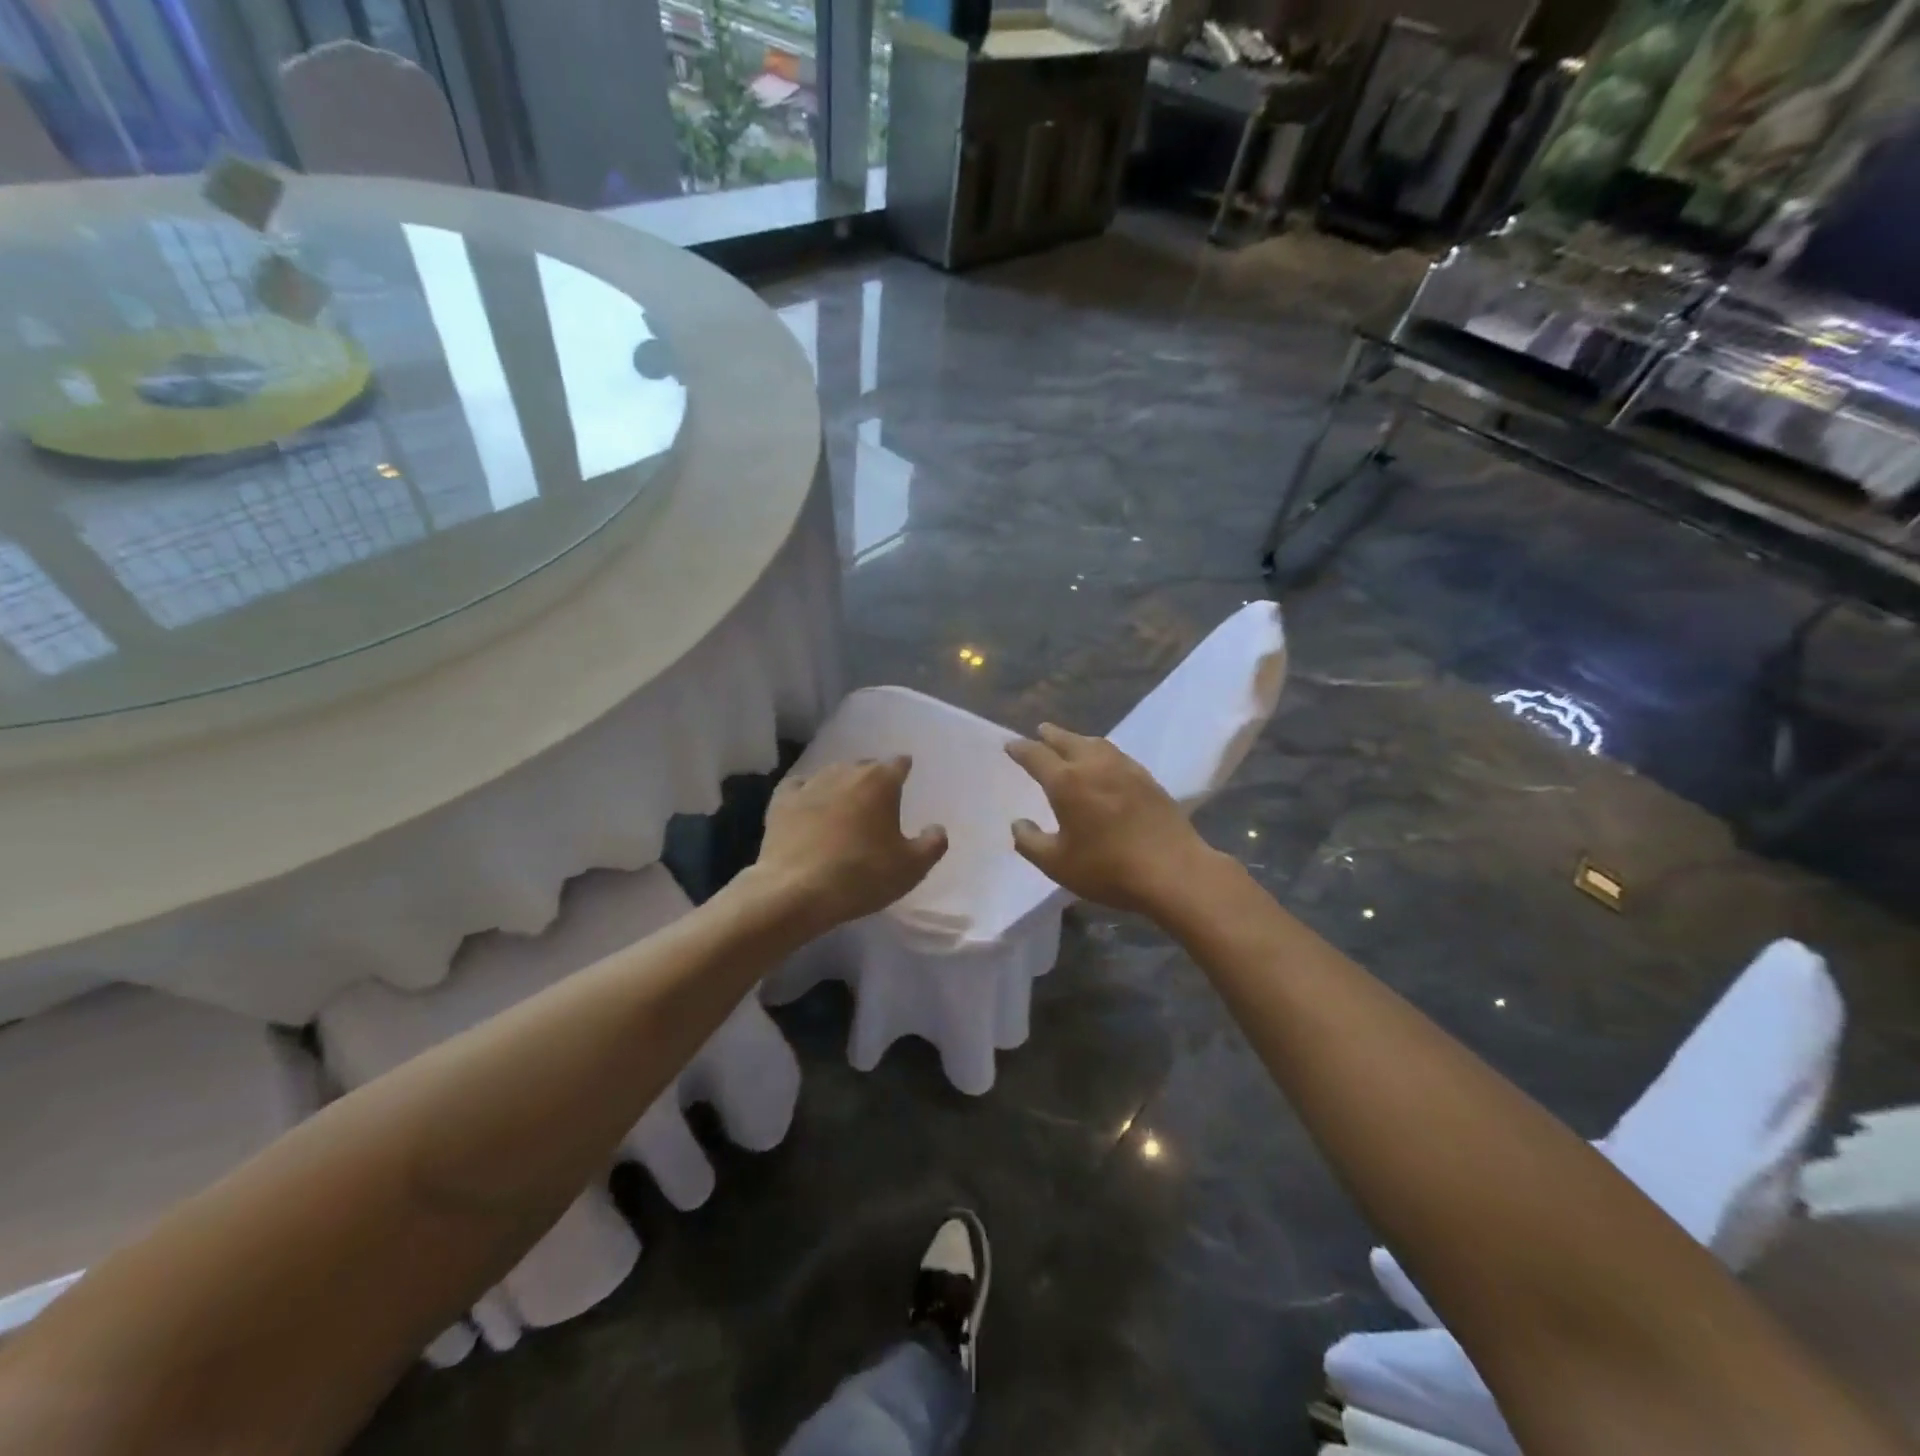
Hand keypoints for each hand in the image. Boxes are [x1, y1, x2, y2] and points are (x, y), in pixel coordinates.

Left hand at [754, 756, 947, 930]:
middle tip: (877, 800)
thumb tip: (937, 828)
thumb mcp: (911, 867)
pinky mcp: (781, 801)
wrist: (796, 891)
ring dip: (841, 785)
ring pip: (832, 774)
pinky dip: (807, 792)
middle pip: (864, 766)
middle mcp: (845, 773)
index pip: (898, 763)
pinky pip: (799, 787)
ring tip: (845, 803)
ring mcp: (810, 784)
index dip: (903, 769)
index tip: (906, 777)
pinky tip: (808, 804)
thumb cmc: (862, 875)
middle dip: (873, 778)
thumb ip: (932, 844)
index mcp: (880, 782)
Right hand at [1004, 724, 1219, 915]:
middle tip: (1040, 731)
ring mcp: (1125, 769)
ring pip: (1096, 744)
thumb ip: (1031, 842)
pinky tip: (1105, 764)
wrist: (1173, 871)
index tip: (1010, 745)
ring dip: (1078, 740)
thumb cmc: (1107, 868)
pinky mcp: (1148, 779)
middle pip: (1067, 740)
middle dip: (1050, 735)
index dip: (1021, 749)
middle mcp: (1094, 765)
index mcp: (1066, 782)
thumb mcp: (1057, 864)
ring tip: (1071, 743)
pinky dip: (1101, 753)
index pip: (1036, 755)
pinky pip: (1117, 755)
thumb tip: (1019, 823)